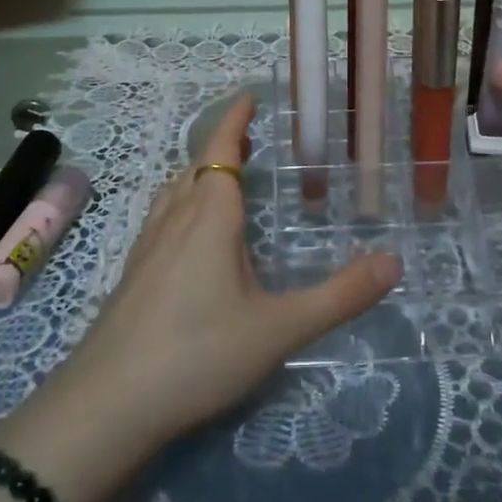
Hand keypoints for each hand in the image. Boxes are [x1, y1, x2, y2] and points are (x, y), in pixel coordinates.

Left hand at [46, 94, 399, 453]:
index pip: (220, 150)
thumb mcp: (279, 329)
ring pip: (174, 193)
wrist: (107, 406)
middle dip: (222, 148)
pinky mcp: (132, 276)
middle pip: (196, 168)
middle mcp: (174, 221)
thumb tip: (394, 261)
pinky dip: (182, 205)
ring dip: (199, 175)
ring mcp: (146, 248)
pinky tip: (189, 239)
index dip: (234, 120)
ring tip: (222, 181)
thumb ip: (339, 297)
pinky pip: (161, 220)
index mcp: (209, 217)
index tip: (248, 96)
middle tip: (250, 142)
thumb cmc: (198, 354)